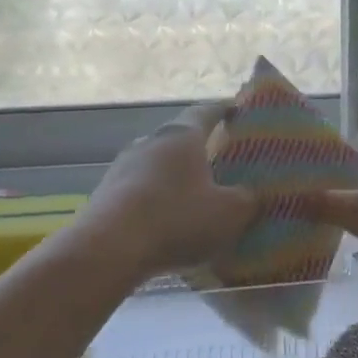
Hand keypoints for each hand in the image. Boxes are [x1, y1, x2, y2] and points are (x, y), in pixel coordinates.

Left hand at [74, 104, 261, 280]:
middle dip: (199, 147)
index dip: (223, 110)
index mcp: (181, 136)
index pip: (206, 112)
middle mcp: (150, 141)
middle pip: (179, 137)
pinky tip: (165, 220)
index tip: (236, 109)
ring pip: (157, 163)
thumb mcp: (229, 213)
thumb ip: (247, 199)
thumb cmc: (177, 219)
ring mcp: (123, 166)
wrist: (110, 247)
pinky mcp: (106, 193)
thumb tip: (251, 193)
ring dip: (175, 175)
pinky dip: (156, 198)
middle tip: (220, 158)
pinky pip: (139, 189)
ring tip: (194, 193)